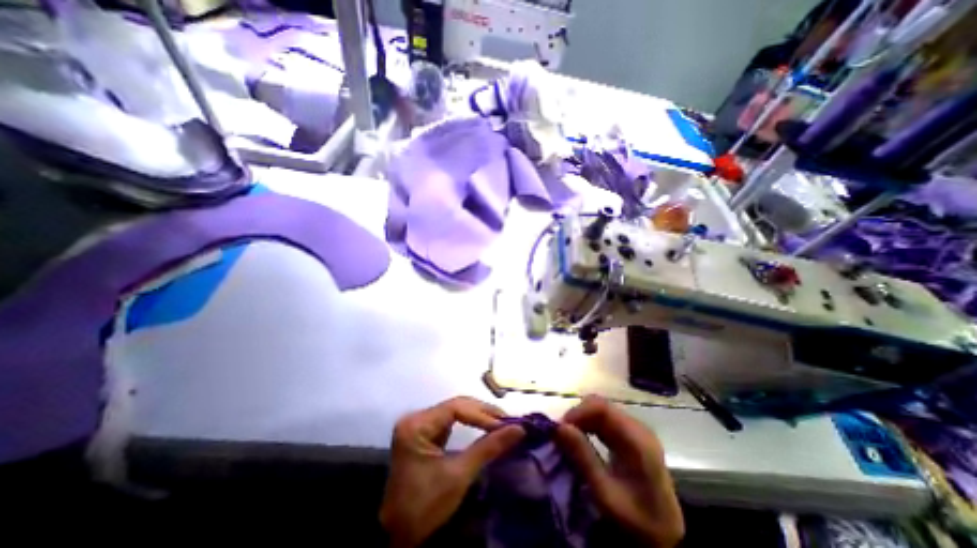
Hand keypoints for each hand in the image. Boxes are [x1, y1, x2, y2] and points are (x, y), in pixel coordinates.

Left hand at [376, 398, 527, 547]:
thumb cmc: (426, 505)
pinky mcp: (423, 433)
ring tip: (500, 421)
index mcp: (417, 425)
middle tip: (507, 420)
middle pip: (455, 406)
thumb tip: (518, 429)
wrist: (397, 535)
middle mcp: (416, 418)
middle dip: (482, 412)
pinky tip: (483, 426)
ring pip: (454, 411)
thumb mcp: (459, 475)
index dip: (482, 414)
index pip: (456, 408)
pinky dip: (468, 423)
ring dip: (477, 415)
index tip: (506, 424)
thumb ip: (488, 448)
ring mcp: (419, 424)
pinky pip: (449, 421)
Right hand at [558, 395, 684, 544]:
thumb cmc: (636, 520)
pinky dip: (587, 426)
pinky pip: (603, 421)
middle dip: (577, 416)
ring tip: (566, 438)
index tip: (560, 428)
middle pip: (601, 406)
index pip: (602, 408)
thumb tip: (559, 427)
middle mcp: (637, 428)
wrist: (664, 539)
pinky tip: (579, 440)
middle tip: (560, 435)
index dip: (578, 412)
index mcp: (638, 439)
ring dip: (581, 420)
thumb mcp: (605, 494)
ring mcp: (634, 431)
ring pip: (600, 411)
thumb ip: (583, 458)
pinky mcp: (629, 436)